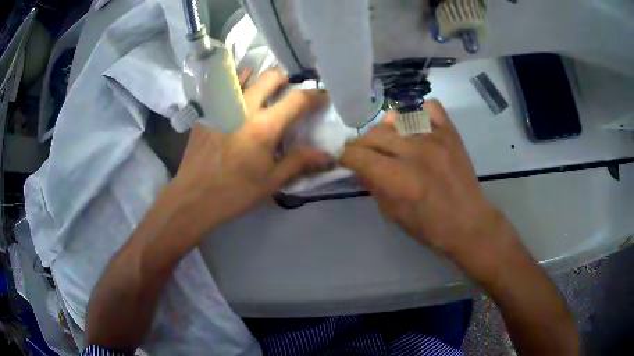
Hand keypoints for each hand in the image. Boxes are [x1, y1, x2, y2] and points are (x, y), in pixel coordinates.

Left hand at [170, 69, 330, 231]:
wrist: (193, 198)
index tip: (322, 98)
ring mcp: (222, 106)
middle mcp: (244, 108)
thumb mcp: (271, 182)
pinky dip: (237, 83)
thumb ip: (300, 163)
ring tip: (265, 93)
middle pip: (272, 76)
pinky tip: (240, 92)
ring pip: (246, 75)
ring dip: (261, 80)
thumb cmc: (234, 193)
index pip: (298, 100)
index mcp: (264, 127)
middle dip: (286, 81)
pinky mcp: (207, 110)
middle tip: (288, 95)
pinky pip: (224, 86)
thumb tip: (328, 155)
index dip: (315, 96)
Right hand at [341, 100, 508, 264]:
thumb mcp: (392, 214)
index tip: (348, 161)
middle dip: (363, 145)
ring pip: (396, 118)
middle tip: (367, 155)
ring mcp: (434, 137)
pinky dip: (418, 113)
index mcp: (396, 177)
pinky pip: (429, 107)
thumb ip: (373, 185)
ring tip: (392, 142)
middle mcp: (413, 151)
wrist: (468, 223)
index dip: (346, 157)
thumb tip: (360, 166)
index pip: (357, 154)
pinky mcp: (450, 132)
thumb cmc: (429, 227)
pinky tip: (416, 128)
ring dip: (386, 131)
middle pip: (373, 134)